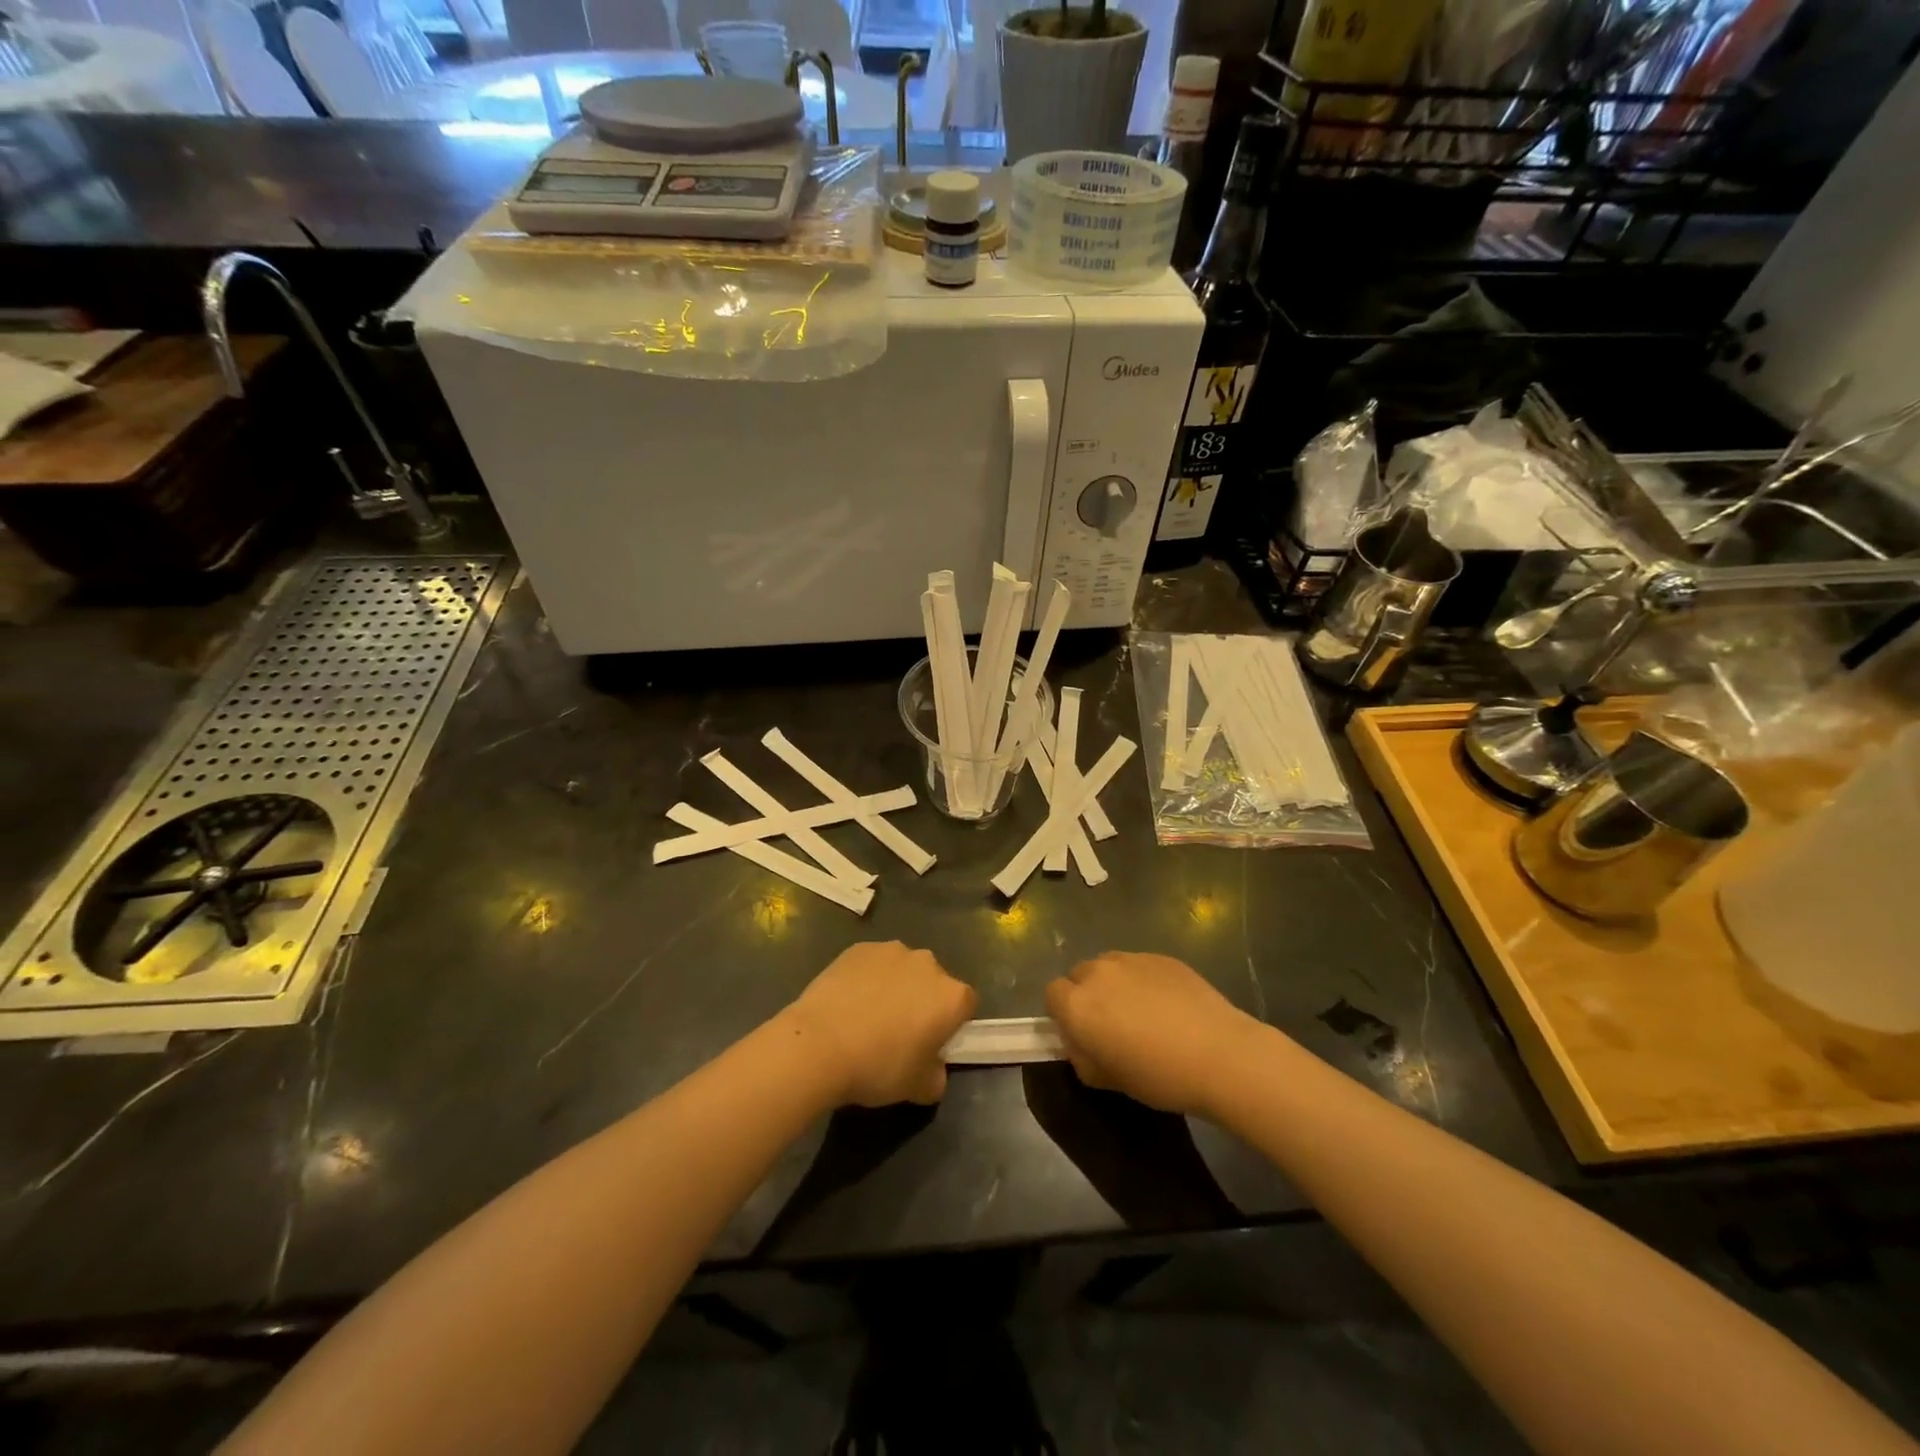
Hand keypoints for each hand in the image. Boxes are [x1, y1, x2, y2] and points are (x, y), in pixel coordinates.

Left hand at [783, 942, 976, 1106]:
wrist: (818, 1045)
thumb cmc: (877, 1067)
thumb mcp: (919, 1088)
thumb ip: (937, 1075)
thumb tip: (933, 1068)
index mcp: (951, 996)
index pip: (966, 1004)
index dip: (952, 1023)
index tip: (933, 1042)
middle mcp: (928, 963)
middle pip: (934, 981)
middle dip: (923, 1000)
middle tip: (899, 1031)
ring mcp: (891, 950)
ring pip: (903, 969)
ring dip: (895, 986)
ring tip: (867, 1016)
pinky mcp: (859, 948)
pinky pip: (872, 964)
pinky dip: (866, 978)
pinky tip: (847, 1002)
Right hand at [1045, 952, 1262, 1115]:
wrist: (1219, 1054)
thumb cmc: (1158, 1076)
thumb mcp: (1107, 1080)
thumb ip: (1081, 1056)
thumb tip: (1080, 1041)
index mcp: (1077, 1004)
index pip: (1052, 994)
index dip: (1063, 1013)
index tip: (1083, 1034)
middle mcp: (1098, 972)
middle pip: (1079, 975)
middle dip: (1087, 995)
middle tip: (1112, 1024)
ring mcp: (1131, 959)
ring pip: (1109, 966)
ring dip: (1114, 984)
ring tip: (1141, 1012)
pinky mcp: (1161, 956)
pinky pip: (1139, 965)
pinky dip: (1143, 980)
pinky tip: (1168, 1005)